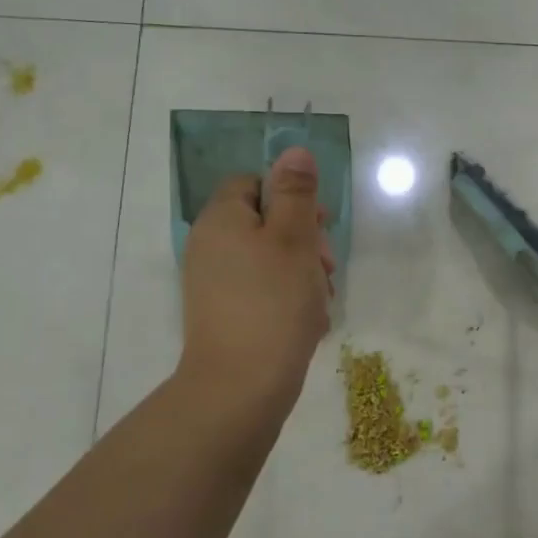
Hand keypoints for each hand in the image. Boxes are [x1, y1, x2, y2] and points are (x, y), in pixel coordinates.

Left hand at [178, 146, 334, 419]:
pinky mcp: (226, 314)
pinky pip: (263, 290)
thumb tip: (294, 151)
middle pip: (265, 221)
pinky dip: (288, 298)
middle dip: (304, 239)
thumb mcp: (293, 238)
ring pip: (270, 259)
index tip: (319, 222)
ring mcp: (216, 283)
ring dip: (302, 271)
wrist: (241, 386)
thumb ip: (296, 193)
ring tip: (320, 299)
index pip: (253, 183)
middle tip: (326, 266)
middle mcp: (211, 246)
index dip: (290, 196)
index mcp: (221, 219)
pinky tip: (308, 321)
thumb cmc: (273, 302)